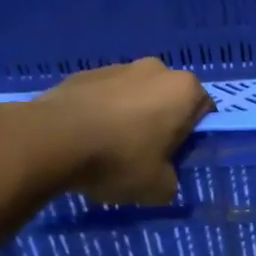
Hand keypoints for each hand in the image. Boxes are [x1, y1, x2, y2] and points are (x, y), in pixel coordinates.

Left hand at [35, 58, 212, 204]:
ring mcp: (118, 67)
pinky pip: (103, 96)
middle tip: (143, 155)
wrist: (52, 139)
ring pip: (134, 95)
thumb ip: (170, 182)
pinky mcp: (84, 73)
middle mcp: (156, 69)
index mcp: (184, 89)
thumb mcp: (157, 188)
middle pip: (167, 99)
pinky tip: (84, 140)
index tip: (174, 158)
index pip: (203, 111)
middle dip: (159, 122)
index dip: (191, 137)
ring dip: (128, 116)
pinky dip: (100, 113)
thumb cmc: (119, 158)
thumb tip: (164, 180)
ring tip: (107, 150)